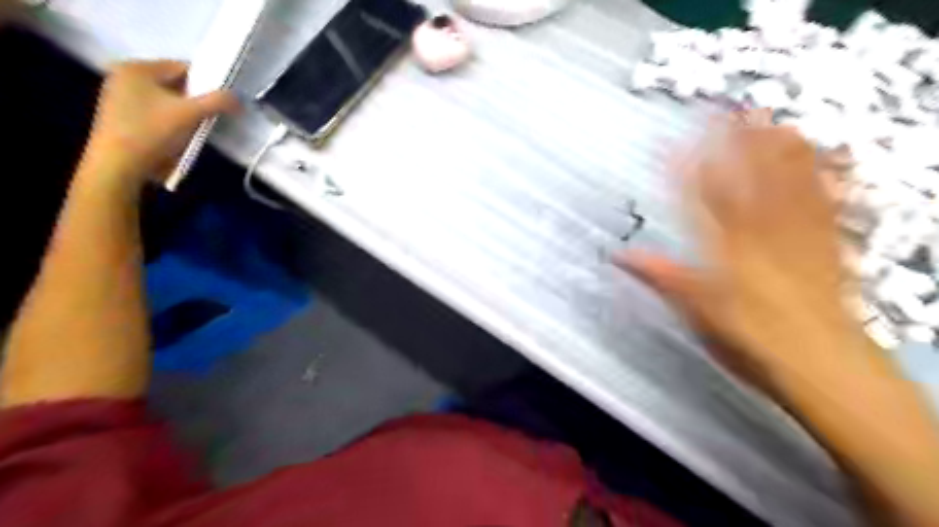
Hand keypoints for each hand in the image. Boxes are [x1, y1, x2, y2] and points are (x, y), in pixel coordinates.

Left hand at [81, 60, 237, 186]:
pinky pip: (158, 112)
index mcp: (137, 68)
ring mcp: (121, 97)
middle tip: (211, 117)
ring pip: (168, 100)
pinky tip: (179, 136)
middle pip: (176, 84)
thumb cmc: (153, 132)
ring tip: (196, 129)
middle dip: (197, 100)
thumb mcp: (191, 114)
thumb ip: (218, 102)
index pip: (184, 68)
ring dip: (187, 113)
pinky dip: (173, 121)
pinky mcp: (123, 117)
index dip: (208, 83)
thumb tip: (238, 98)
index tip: (223, 102)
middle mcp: (125, 76)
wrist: (119, 166)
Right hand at [617, 117, 865, 390]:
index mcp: (724, 248)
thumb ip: (660, 276)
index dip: (682, 169)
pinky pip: (827, 203)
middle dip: (737, 143)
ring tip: (774, 119)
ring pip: (787, 183)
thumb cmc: (748, 338)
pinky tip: (830, 158)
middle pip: (745, 180)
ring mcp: (798, 235)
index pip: (696, 199)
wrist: (819, 361)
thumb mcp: (694, 310)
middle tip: (731, 109)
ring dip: (778, 150)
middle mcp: (760, 233)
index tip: (669, 143)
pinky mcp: (828, 244)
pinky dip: (826, 177)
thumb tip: (620, 256)